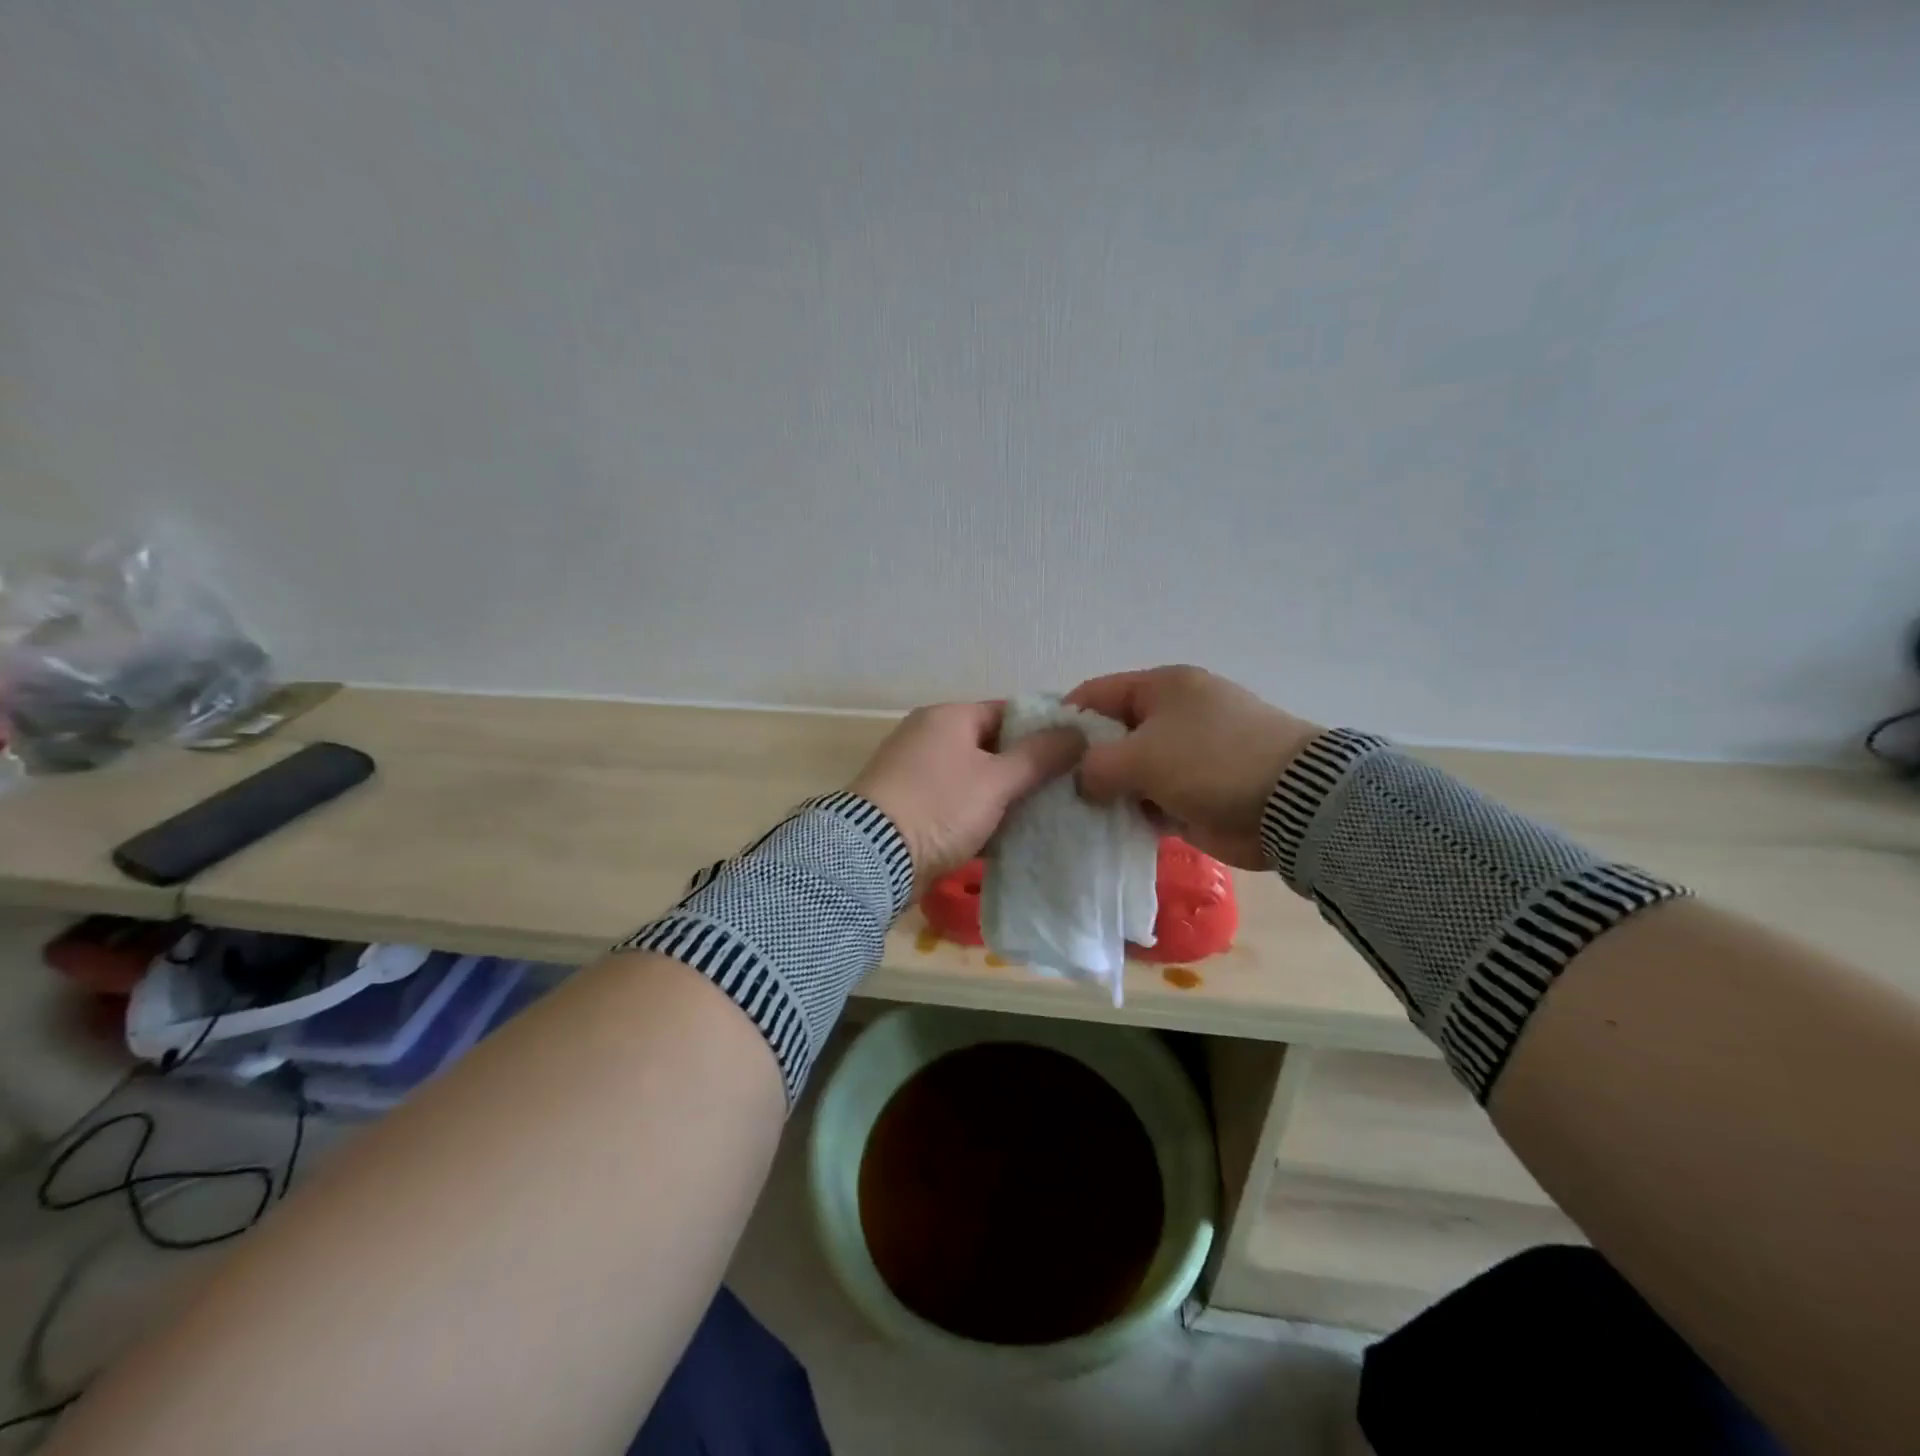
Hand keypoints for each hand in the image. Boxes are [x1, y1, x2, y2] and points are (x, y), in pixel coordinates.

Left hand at [850, 702, 1084, 898]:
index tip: (1074, 754)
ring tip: (1045, 815)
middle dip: (1025, 769)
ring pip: (974, 779)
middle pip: (991, 747)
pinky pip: (955, 805)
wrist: (873, 857)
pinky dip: (979, 817)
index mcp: (948, 717)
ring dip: (1003, 797)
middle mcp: (928, 737)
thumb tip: (1077, 733)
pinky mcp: (909, 808)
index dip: (1043, 730)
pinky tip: (1008, 837)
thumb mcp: (997, 780)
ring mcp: (915, 773)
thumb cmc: (940, 807)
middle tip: (1064, 789)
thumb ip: (1040, 756)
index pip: (1007, 712)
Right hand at [1064, 666, 1322, 869]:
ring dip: (1107, 793)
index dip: (1063, 719)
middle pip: (1111, 735)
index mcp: (1162, 688)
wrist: (1293, 804)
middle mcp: (1172, 716)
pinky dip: (1132, 814)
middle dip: (1082, 763)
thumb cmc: (1211, 762)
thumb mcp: (1141, 756)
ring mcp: (1186, 756)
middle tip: (1051, 791)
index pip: (1096, 693)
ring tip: (1072, 816)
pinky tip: (1107, 831)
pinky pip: (1151, 801)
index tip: (1037, 752)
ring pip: (1129, 772)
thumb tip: (1081, 783)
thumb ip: (1095, 766)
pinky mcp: (1196, 793)